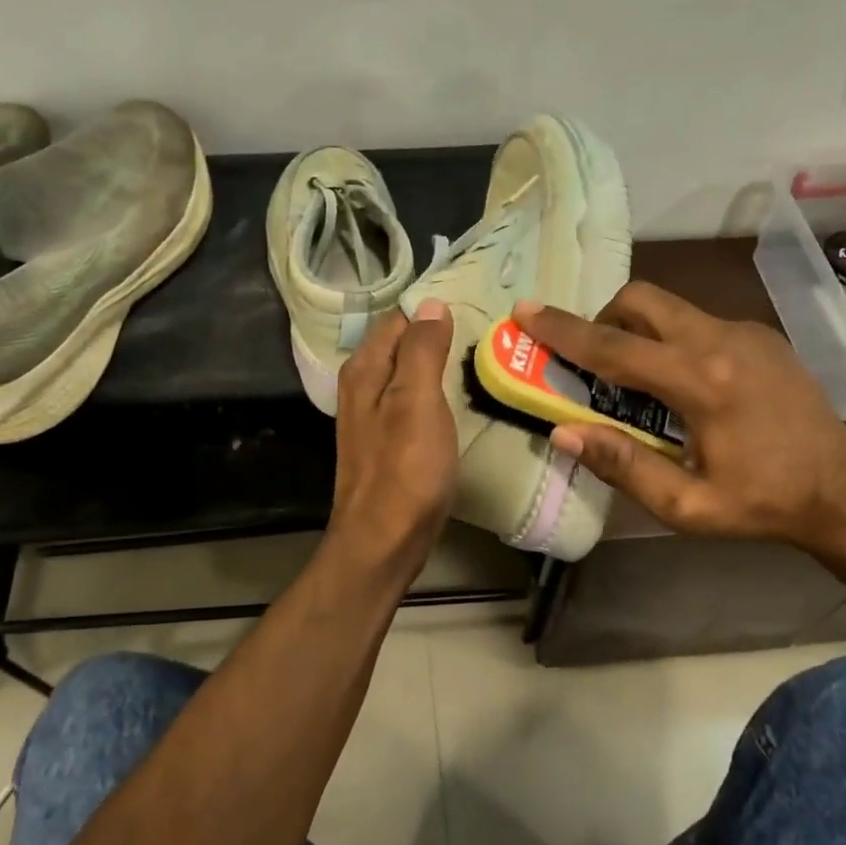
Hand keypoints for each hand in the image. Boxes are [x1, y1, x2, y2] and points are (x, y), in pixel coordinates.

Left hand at [325, 301, 459, 577]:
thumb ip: (422, 350)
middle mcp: (362, 386)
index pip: (399, 319)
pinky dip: (434, 396)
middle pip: (402, 346)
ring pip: (408, 375)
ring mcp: (373, 417)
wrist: (384, 540)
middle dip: (436, 337)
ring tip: (477, 362)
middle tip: (483, 335)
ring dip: (437, 367)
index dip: (432, 313)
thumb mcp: (417, 401)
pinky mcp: (388, 443)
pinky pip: (413, 403)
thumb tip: (431, 304)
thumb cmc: (405, 469)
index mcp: (365, 369)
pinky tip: (456, 402)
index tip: (474, 311)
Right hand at [513, 284, 845, 555]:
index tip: (524, 311)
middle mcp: (722, 340)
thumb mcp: (686, 506)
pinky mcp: (761, 335)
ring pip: (669, 307)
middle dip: (602, 319)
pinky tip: (683, 385)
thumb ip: (623, 465)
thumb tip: (563, 433)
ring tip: (637, 381)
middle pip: (640, 300)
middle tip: (594, 363)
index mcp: (702, 382)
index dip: (563, 331)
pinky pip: (697, 321)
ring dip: (636, 330)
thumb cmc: (762, 503)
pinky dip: (670, 339)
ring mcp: (746, 331)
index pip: (614, 347)